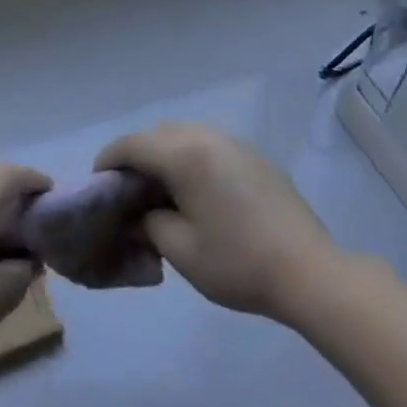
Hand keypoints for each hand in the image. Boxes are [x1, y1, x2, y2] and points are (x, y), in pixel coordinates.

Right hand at [94, 123, 337, 323]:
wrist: (310, 272)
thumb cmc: (238, 263)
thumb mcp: (181, 251)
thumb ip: (148, 224)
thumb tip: (137, 214)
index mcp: (184, 154)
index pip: (132, 145)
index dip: (108, 161)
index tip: (97, 185)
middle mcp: (206, 136)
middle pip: (156, 134)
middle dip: (135, 156)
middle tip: (126, 192)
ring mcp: (234, 142)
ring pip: (184, 135)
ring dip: (164, 154)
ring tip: (159, 190)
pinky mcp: (253, 156)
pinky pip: (208, 145)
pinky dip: (190, 158)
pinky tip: (195, 191)